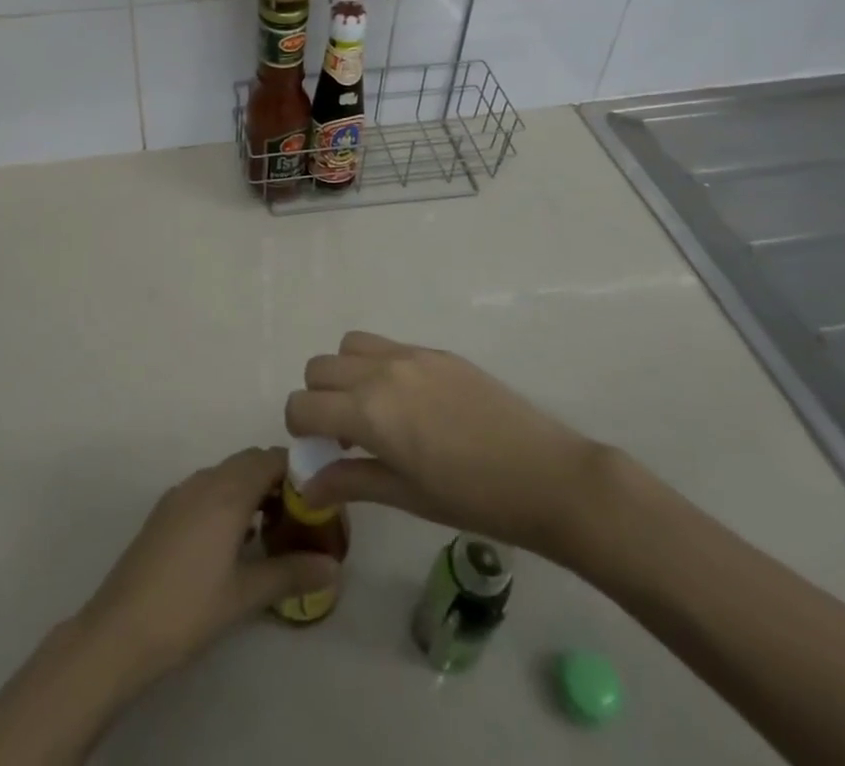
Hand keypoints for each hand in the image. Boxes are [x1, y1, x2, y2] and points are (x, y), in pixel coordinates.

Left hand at [76, 447, 338, 694]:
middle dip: (277, 480)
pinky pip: (207, 489)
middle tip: (301, 516)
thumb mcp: (245, 595)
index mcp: (227, 491)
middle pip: (249, 462)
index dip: (298, 471)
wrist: (118, 631)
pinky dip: (228, 499)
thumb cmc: (188, 609)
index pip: (271, 459)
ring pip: (227, 475)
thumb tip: (334, 566)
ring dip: (252, 490)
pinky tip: (234, 540)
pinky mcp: (165, 510)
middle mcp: (204, 480)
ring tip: (272, 530)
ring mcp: (181, 493)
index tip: (319, 498)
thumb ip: (291, 574)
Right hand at [285, 331, 608, 559]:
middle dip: (318, 399)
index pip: (303, 404)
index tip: (315, 450)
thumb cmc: (473, 499)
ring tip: (371, 411)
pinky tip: (408, 403)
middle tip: (343, 435)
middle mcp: (382, 371)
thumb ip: (351, 482)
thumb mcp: (407, 496)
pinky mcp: (437, 351)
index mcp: (370, 410)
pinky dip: (376, 366)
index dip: (298, 428)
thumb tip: (307, 485)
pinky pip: (387, 346)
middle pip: (319, 367)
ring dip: (345, 374)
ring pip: (349, 346)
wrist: (546, 475)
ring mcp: (411, 355)